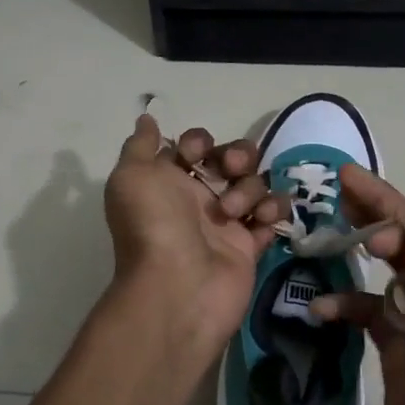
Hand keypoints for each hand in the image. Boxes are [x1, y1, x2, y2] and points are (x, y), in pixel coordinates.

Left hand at [103, 115, 284, 354]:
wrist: (178, 286)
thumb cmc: (153, 225)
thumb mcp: (132, 176)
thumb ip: (140, 144)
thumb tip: (146, 118)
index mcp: (168, 181)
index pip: (194, 146)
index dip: (199, 142)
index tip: (195, 153)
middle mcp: (197, 199)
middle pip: (231, 160)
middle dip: (236, 155)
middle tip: (231, 169)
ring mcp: (226, 223)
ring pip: (253, 184)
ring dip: (249, 188)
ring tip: (233, 212)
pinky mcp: (250, 246)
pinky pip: (271, 216)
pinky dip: (272, 211)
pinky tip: (261, 220)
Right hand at [313, 166, 404, 404]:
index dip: (397, 200)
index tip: (352, 179)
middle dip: (379, 217)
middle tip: (336, 191)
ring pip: (392, 280)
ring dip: (363, 260)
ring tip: (327, 238)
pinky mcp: (402, 357)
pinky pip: (374, 320)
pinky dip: (350, 310)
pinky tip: (321, 309)